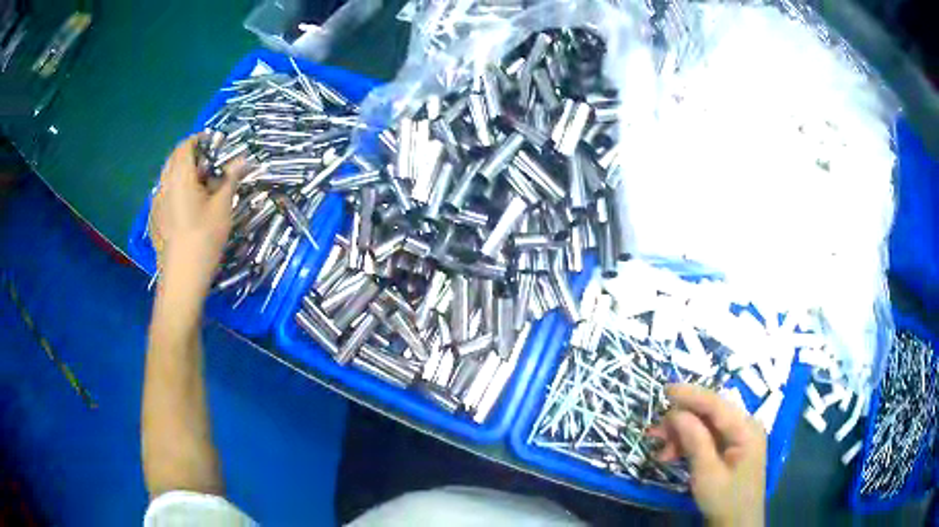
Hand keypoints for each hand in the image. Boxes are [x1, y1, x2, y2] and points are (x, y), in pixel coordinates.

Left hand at [151, 135, 242, 297]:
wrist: (182, 278)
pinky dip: (176, 189)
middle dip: (191, 155)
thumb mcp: (222, 207)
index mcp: (179, 176)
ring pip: (168, 177)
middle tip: (210, 165)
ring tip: (200, 185)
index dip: (199, 140)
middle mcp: (164, 185)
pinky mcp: (155, 220)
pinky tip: (188, 206)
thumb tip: (243, 159)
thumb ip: (230, 179)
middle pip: (174, 159)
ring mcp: (157, 204)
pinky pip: (165, 194)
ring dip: (183, 173)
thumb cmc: (204, 238)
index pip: (185, 145)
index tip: (215, 144)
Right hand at [650, 384, 765, 525]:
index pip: (717, 404)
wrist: (737, 523)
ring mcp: (739, 437)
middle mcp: (745, 426)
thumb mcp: (707, 474)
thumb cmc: (725, 500)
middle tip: (654, 433)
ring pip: (706, 425)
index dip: (691, 395)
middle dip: (681, 421)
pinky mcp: (731, 447)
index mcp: (746, 429)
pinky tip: (671, 455)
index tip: (665, 390)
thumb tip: (676, 413)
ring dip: (681, 435)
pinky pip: (708, 437)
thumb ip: (695, 441)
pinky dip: (688, 444)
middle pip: (710, 414)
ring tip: (661, 451)